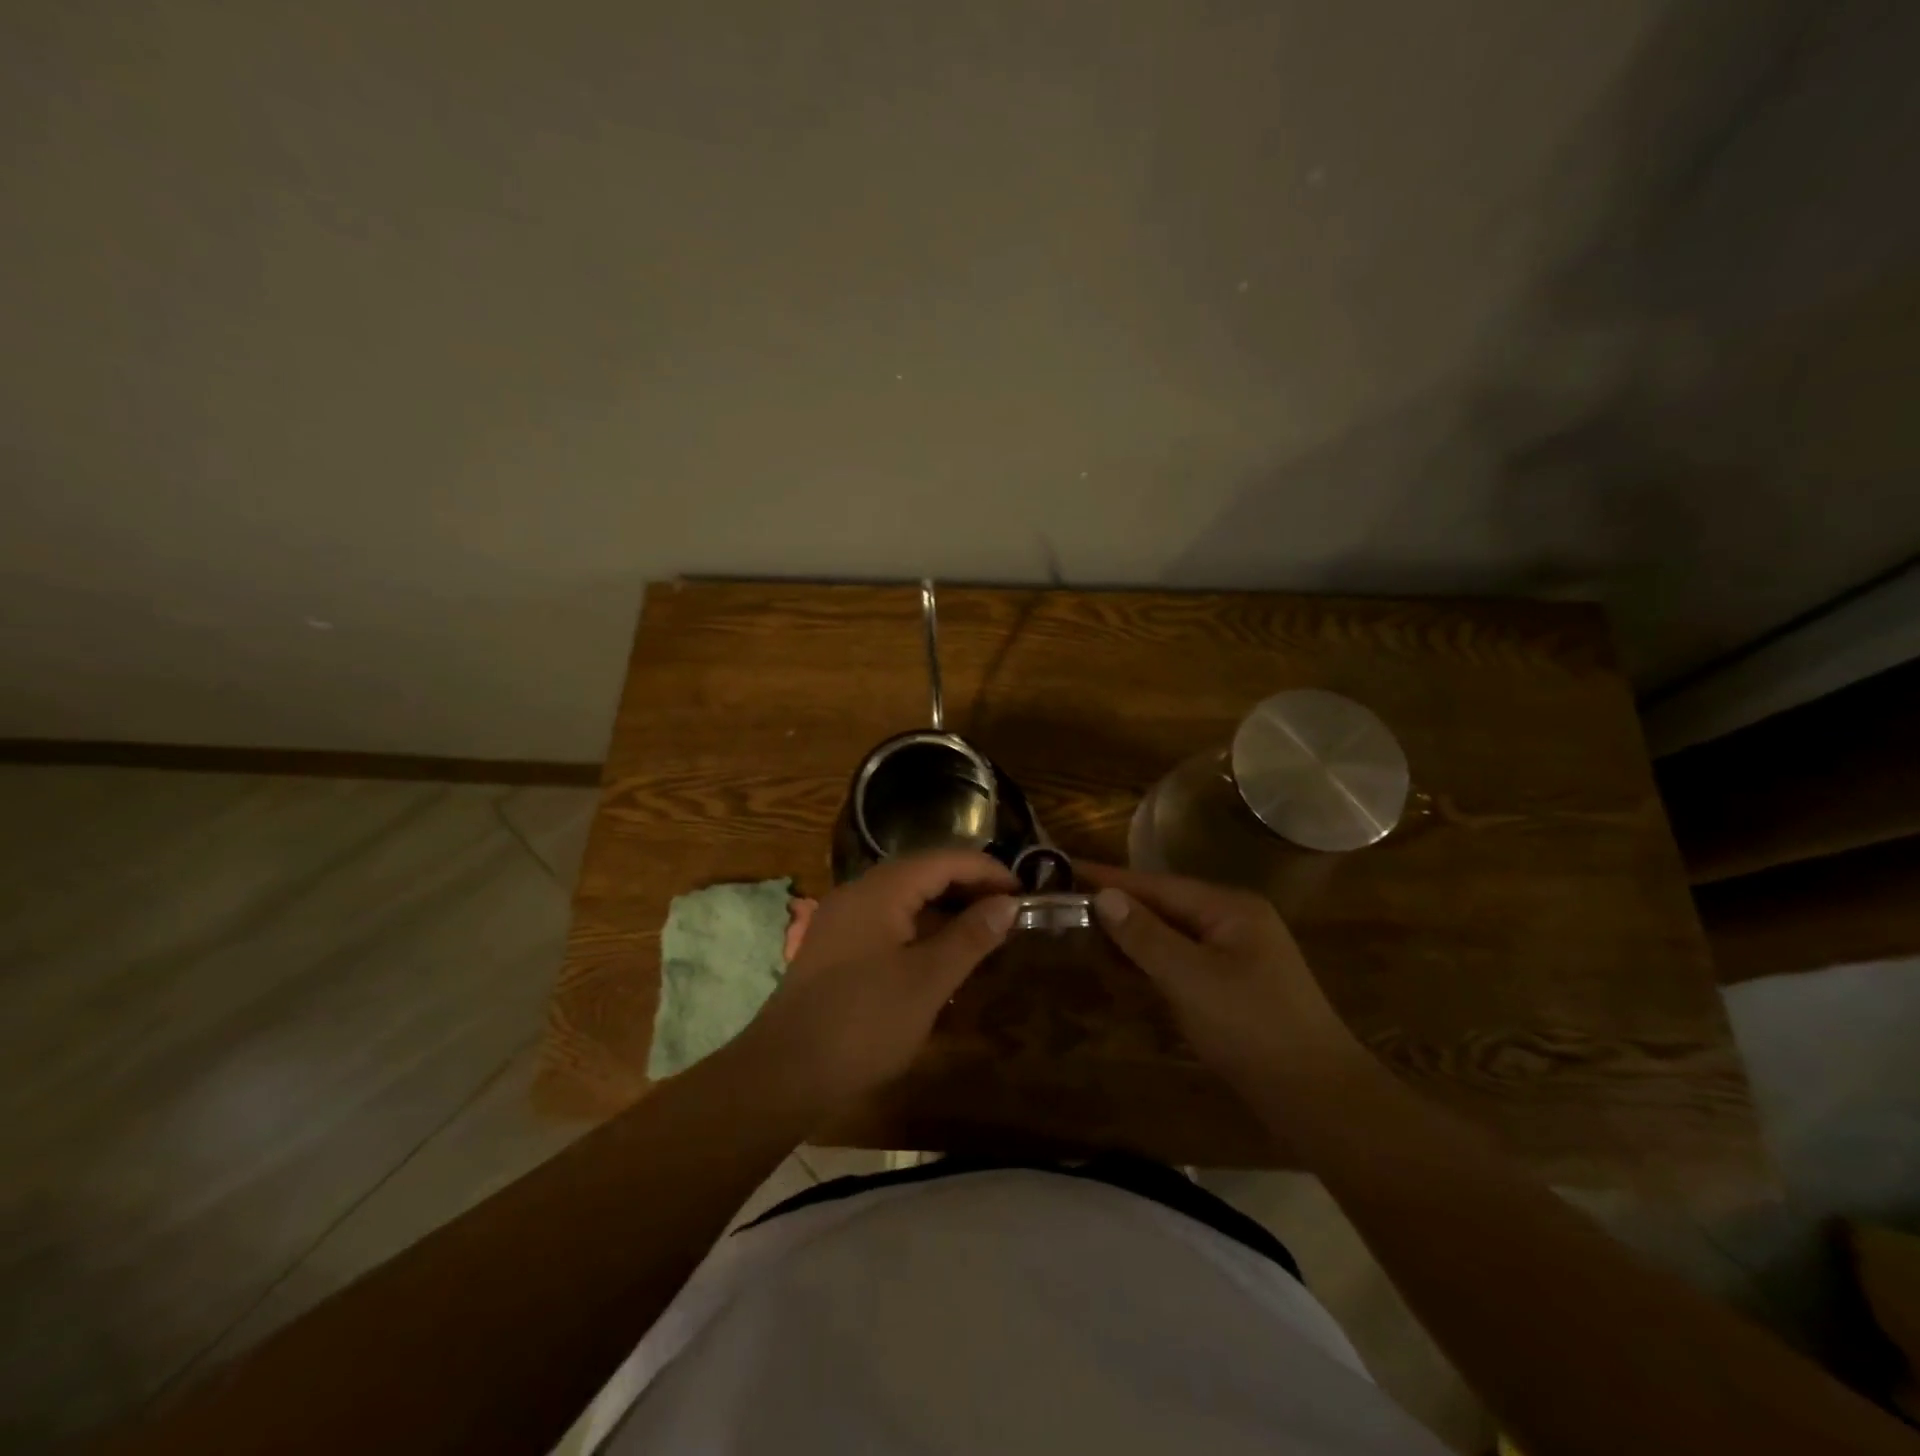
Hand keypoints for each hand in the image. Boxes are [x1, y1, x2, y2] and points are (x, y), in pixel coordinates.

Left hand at [741, 850, 1018, 1112]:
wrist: (784, 1073)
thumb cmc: (864, 1022)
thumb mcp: (928, 981)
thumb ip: (970, 937)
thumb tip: (1007, 903)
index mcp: (881, 889)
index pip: (944, 860)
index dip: (988, 871)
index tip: (1024, 894)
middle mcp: (858, 892)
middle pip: (923, 873)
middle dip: (968, 888)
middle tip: (1008, 913)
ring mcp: (842, 920)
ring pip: (904, 899)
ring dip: (944, 910)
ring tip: (982, 933)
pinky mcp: (835, 948)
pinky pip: (887, 922)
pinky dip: (919, 930)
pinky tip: (939, 956)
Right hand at [1081, 863, 1367, 1094]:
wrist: (1317, 1098)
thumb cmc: (1252, 1028)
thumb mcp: (1191, 978)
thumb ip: (1145, 935)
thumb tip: (1104, 896)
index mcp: (1230, 909)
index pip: (1158, 885)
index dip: (1111, 879)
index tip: (1068, 869)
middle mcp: (1235, 922)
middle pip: (1166, 905)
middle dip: (1119, 906)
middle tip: (1068, 904)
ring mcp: (1237, 955)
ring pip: (1173, 934)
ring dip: (1133, 934)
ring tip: (1086, 931)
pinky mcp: (1235, 986)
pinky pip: (1183, 960)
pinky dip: (1152, 960)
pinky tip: (1125, 967)